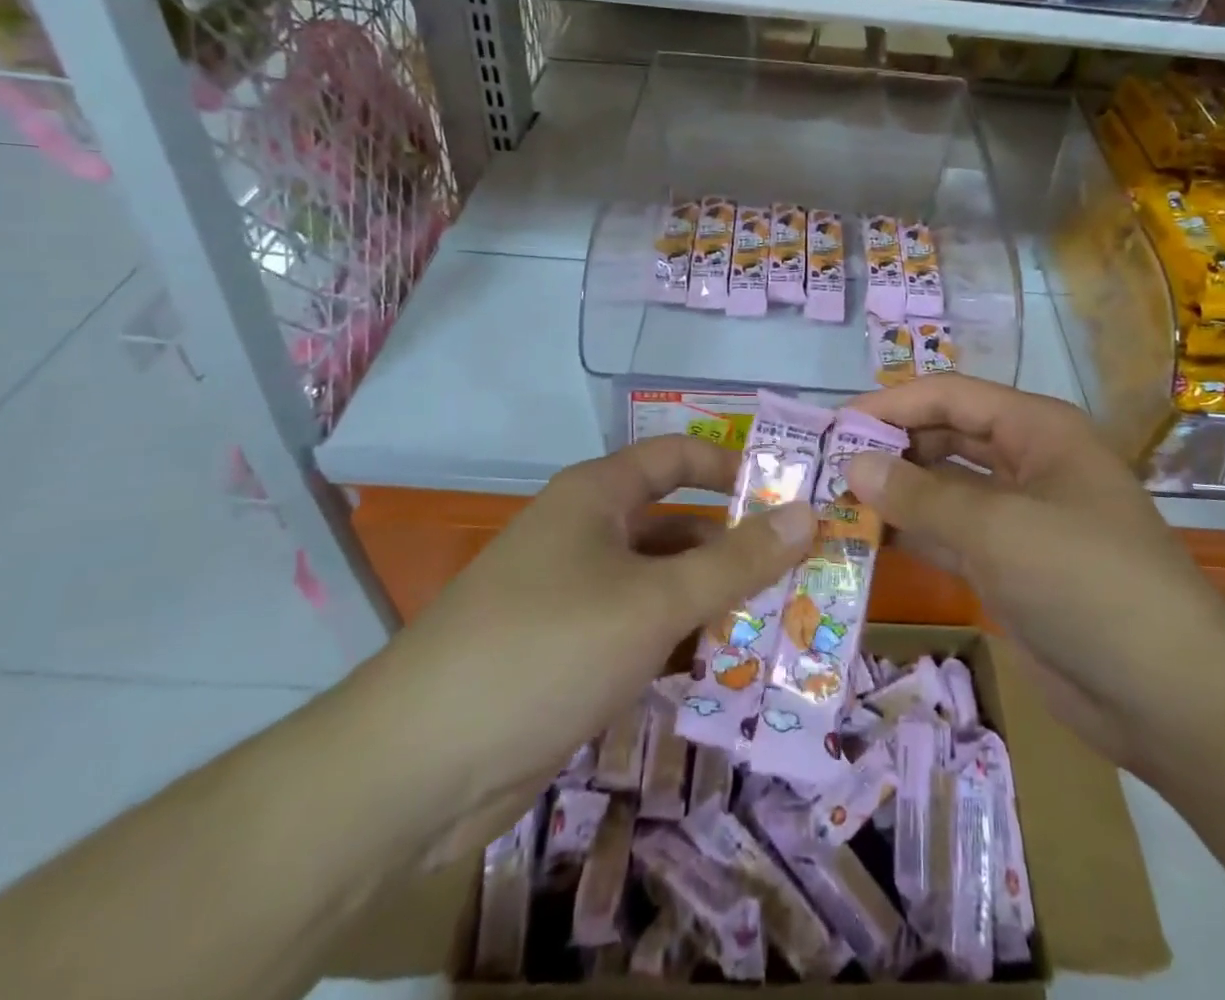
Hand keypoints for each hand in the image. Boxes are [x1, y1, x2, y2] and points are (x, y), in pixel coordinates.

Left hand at [342, 436, 813, 859]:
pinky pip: (641, 633)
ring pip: (663, 585)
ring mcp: (576, 597)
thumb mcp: (655, 602)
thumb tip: (807, 514)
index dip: (733, 467)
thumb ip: (736, 561)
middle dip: (736, 549)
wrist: (417, 767)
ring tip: (784, 628)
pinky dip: (682, 646)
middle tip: (805, 575)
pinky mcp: (570, 655)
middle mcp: (588, 535)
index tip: (791, 495)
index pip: (677, 457)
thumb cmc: (547, 648)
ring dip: (715, 604)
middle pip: (678, 525)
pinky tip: (727, 673)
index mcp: (598, 496)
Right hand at [844, 374, 1224, 772]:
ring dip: (895, 492)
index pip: (951, 395)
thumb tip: (853, 464)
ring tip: (833, 501)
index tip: (833, 425)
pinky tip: (866, 539)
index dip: (892, 403)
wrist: (1168, 696)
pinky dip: (912, 533)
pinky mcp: (1009, 565)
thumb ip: (920, 494)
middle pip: (945, 436)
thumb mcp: (998, 528)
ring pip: (944, 488)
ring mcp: (1019, 516)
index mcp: (1037, 429)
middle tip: (825, 466)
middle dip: (890, 447)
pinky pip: (950, 534)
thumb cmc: (1086, 582)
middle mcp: (1027, 462)